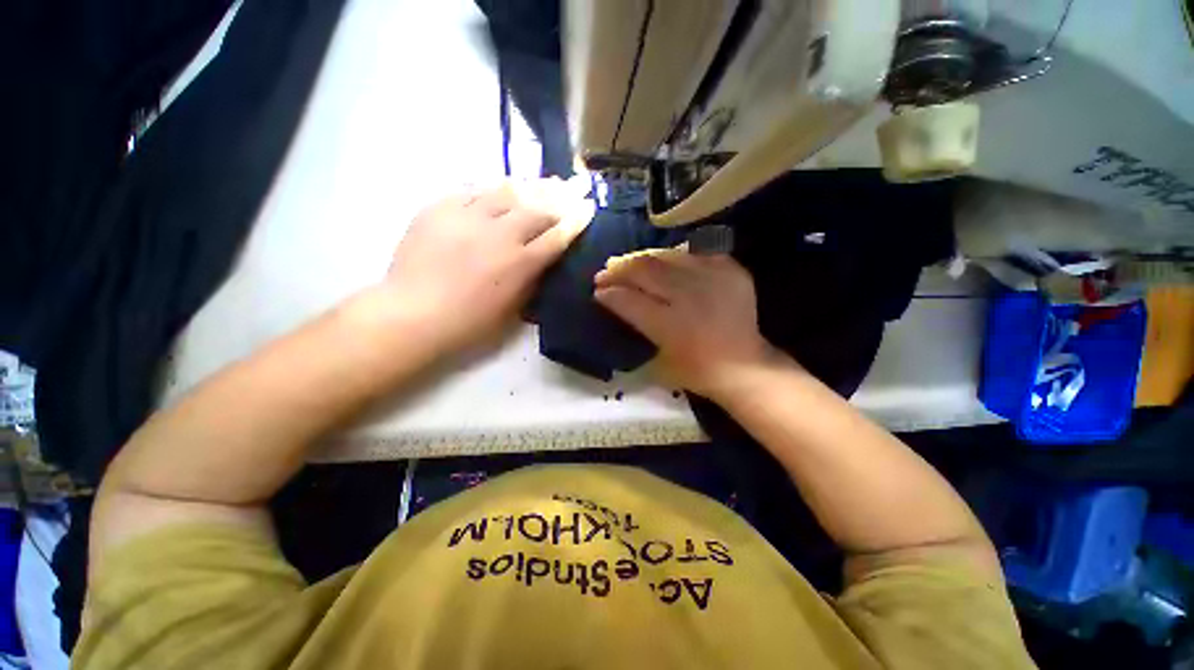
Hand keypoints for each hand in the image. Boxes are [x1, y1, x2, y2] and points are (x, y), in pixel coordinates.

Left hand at [370, 180, 591, 356]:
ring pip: (507, 192)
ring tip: (542, 182)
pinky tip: (500, 188)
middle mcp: (500, 234)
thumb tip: (543, 260)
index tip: (588, 207)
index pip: (557, 235)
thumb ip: (532, 280)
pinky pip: (472, 190)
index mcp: (520, 263)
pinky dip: (491, 188)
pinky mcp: (440, 208)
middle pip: (537, 208)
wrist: (414, 314)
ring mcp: (468, 217)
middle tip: (572, 188)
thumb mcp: (513, 309)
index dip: (576, 220)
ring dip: (529, 187)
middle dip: (559, 198)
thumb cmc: (469, 322)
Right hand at [594, 250, 781, 398]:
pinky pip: (694, 255)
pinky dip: (673, 258)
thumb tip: (616, 300)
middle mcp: (690, 296)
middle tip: (605, 272)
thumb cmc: (696, 370)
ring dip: (641, 258)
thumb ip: (637, 327)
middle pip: (645, 270)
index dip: (609, 293)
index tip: (597, 290)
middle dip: (619, 269)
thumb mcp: (658, 360)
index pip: (629, 300)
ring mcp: (713, 279)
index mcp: (671, 325)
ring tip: (627, 262)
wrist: (744, 366)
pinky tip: (662, 263)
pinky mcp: (731, 270)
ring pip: (667, 256)